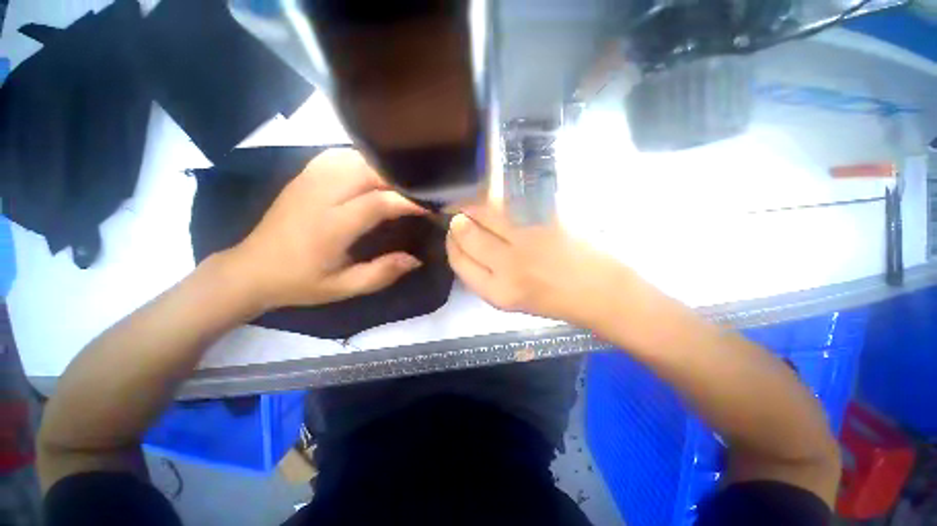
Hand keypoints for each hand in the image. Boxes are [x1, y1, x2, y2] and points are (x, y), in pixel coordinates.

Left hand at [225, 149, 427, 309]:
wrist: (251, 269)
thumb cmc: (300, 282)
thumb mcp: (343, 288)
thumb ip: (381, 273)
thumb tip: (415, 260)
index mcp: (330, 227)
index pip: (377, 203)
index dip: (408, 202)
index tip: (430, 206)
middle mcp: (319, 196)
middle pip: (367, 172)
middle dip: (399, 179)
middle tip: (420, 191)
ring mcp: (308, 181)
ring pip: (353, 158)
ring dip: (382, 167)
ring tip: (401, 181)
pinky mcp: (302, 176)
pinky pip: (337, 156)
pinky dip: (361, 159)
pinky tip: (372, 172)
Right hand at [446, 202, 626, 324]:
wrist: (597, 290)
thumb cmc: (551, 299)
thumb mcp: (508, 300)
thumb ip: (483, 275)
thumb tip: (464, 246)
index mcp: (496, 292)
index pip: (459, 259)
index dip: (452, 243)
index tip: (452, 234)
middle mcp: (507, 266)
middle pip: (466, 232)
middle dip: (458, 221)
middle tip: (460, 217)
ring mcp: (528, 239)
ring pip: (485, 212)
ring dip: (474, 206)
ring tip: (474, 207)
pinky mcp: (546, 219)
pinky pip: (509, 204)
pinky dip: (496, 201)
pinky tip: (496, 204)